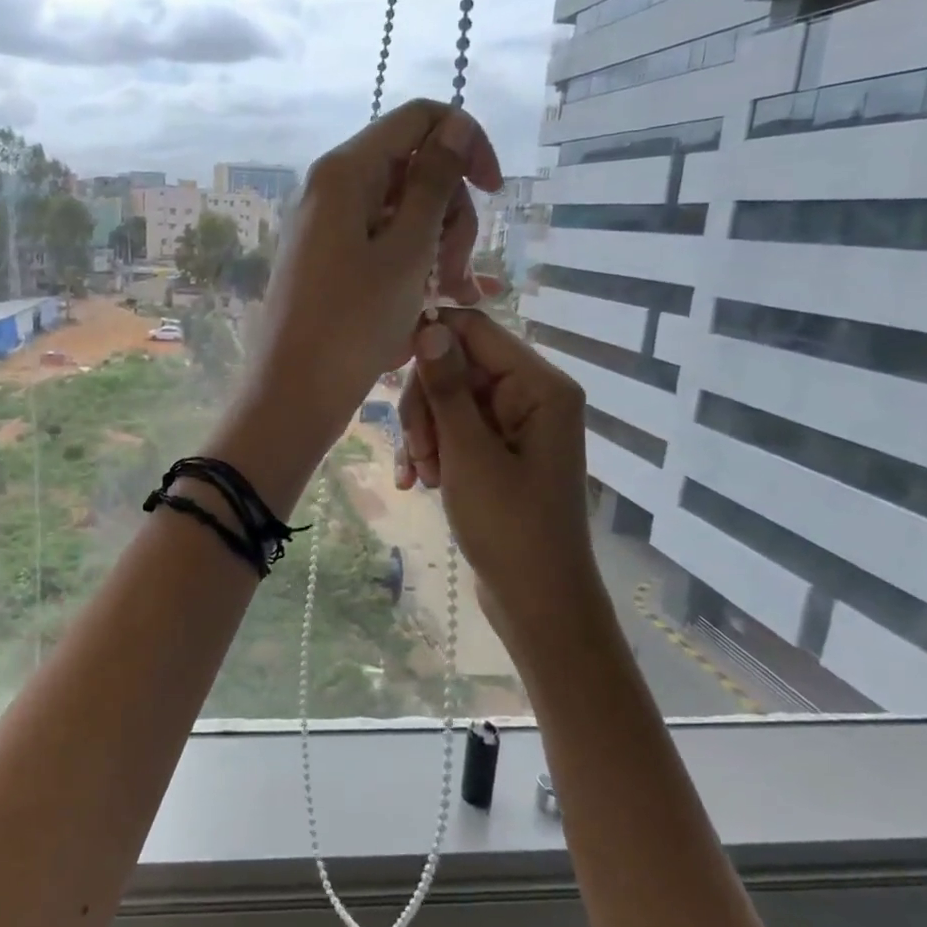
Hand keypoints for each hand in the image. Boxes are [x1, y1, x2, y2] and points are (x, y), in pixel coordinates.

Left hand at [242, 100, 502, 447]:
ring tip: (451, 298)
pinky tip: (438, 304)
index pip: (419, 119)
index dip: (465, 144)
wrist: (293, 393)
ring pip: (404, 213)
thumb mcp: (406, 250)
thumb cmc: (352, 323)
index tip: (495, 192)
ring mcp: (328, 227)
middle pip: (414, 170)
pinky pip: (383, 246)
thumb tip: (453, 124)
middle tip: (455, 274)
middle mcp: (332, 189)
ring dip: (437, 248)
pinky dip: (412, 267)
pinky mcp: (329, 262)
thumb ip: (435, 182)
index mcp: (346, 172)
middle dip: (450, 215)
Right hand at [396, 308, 602, 661]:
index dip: (429, 341)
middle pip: (456, 366)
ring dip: (425, 434)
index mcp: (539, 386)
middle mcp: (532, 394)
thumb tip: (428, 326)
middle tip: (418, 452)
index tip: (387, 368)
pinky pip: (456, 430)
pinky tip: (420, 482)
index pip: (474, 330)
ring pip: (449, 400)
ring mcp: (515, 424)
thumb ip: (447, 388)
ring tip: (423, 475)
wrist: (537, 600)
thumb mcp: (469, 454)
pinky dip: (434, 451)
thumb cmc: (509, 527)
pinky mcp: (500, 450)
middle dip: (426, 406)